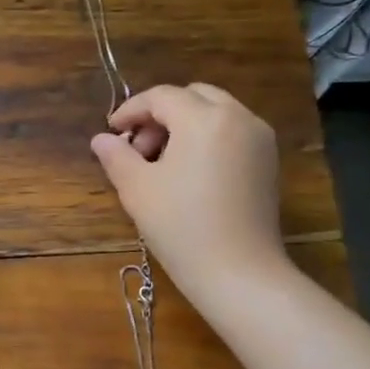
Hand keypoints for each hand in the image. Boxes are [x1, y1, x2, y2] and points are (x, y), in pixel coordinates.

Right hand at [89, 83, 286, 295]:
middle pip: (193, 96)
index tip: (111, 132)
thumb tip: (101, 139)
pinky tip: (189, 172)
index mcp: (204, 119)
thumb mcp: (137, 188)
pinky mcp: (268, 161)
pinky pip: (232, 132)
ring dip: (184, 125)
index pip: (161, 97)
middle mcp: (239, 117)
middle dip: (161, 114)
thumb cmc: (181, 226)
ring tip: (161, 163)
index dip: (131, 110)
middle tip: (138, 148)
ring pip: (215, 112)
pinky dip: (206, 138)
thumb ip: (116, 156)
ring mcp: (259, 139)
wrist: (238, 272)